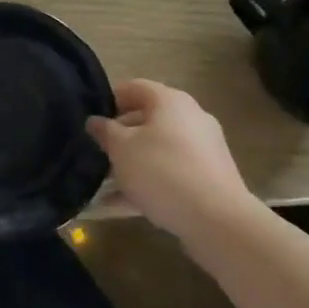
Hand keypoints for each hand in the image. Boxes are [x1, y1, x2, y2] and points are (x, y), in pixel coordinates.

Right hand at [86, 80, 251, 236]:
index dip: (108, 99)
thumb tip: (95, 121)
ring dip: (132, 163)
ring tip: (104, 183)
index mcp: (170, 101)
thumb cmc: (161, 171)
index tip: (90, 119)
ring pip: (158, 150)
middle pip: (146, 119)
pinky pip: (171, 173)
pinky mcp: (209, 178)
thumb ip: (104, 131)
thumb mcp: (121, 148)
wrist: (218, 220)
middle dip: (119, 135)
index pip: (133, 87)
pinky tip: (120, 205)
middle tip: (96, 151)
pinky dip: (148, 183)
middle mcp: (190, 118)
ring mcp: (203, 149)